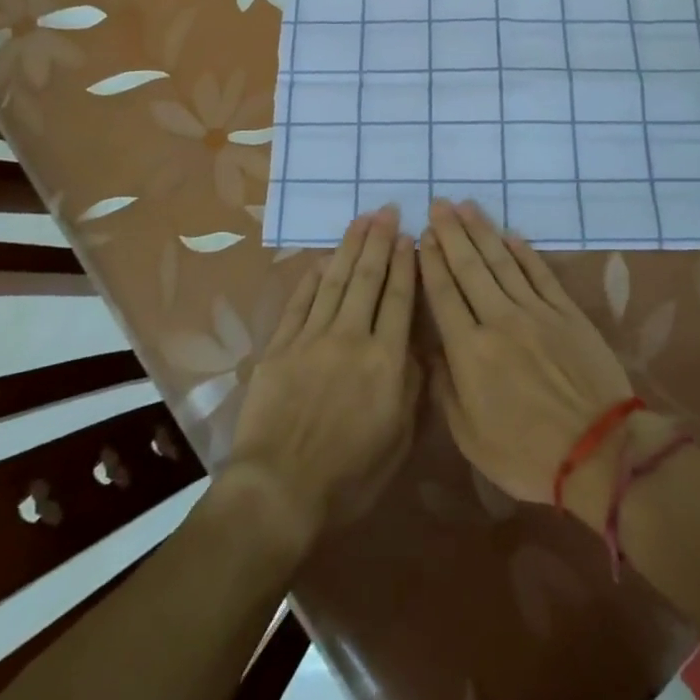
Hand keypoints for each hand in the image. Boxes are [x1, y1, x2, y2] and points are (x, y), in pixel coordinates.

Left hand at [225, 206, 419, 553]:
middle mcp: (351, 337)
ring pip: (335, 281)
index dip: (405, 264)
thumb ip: (412, 386)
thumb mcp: (399, 439)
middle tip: (387, 210)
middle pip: (368, 278)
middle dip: (379, 241)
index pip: (399, 298)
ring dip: (349, 247)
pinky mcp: (281, 345)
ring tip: (361, 220)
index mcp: (385, 360)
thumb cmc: (349, 475)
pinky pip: (300, 301)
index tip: (409, 236)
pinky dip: (312, 277)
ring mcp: (312, 337)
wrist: (279, 489)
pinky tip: (322, 260)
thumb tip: (420, 345)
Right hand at [418, 199, 638, 518]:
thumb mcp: (470, 436)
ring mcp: (536, 312)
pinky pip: (540, 273)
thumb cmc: (527, 454)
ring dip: (482, 231)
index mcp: (469, 351)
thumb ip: (445, 388)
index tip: (422, 235)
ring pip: (502, 261)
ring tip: (466, 206)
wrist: (600, 453)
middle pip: (470, 267)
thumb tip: (430, 350)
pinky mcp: (566, 312)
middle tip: (438, 204)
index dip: (431, 261)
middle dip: (451, 233)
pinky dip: (524, 251)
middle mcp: (499, 320)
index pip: (444, 294)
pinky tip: (510, 234)